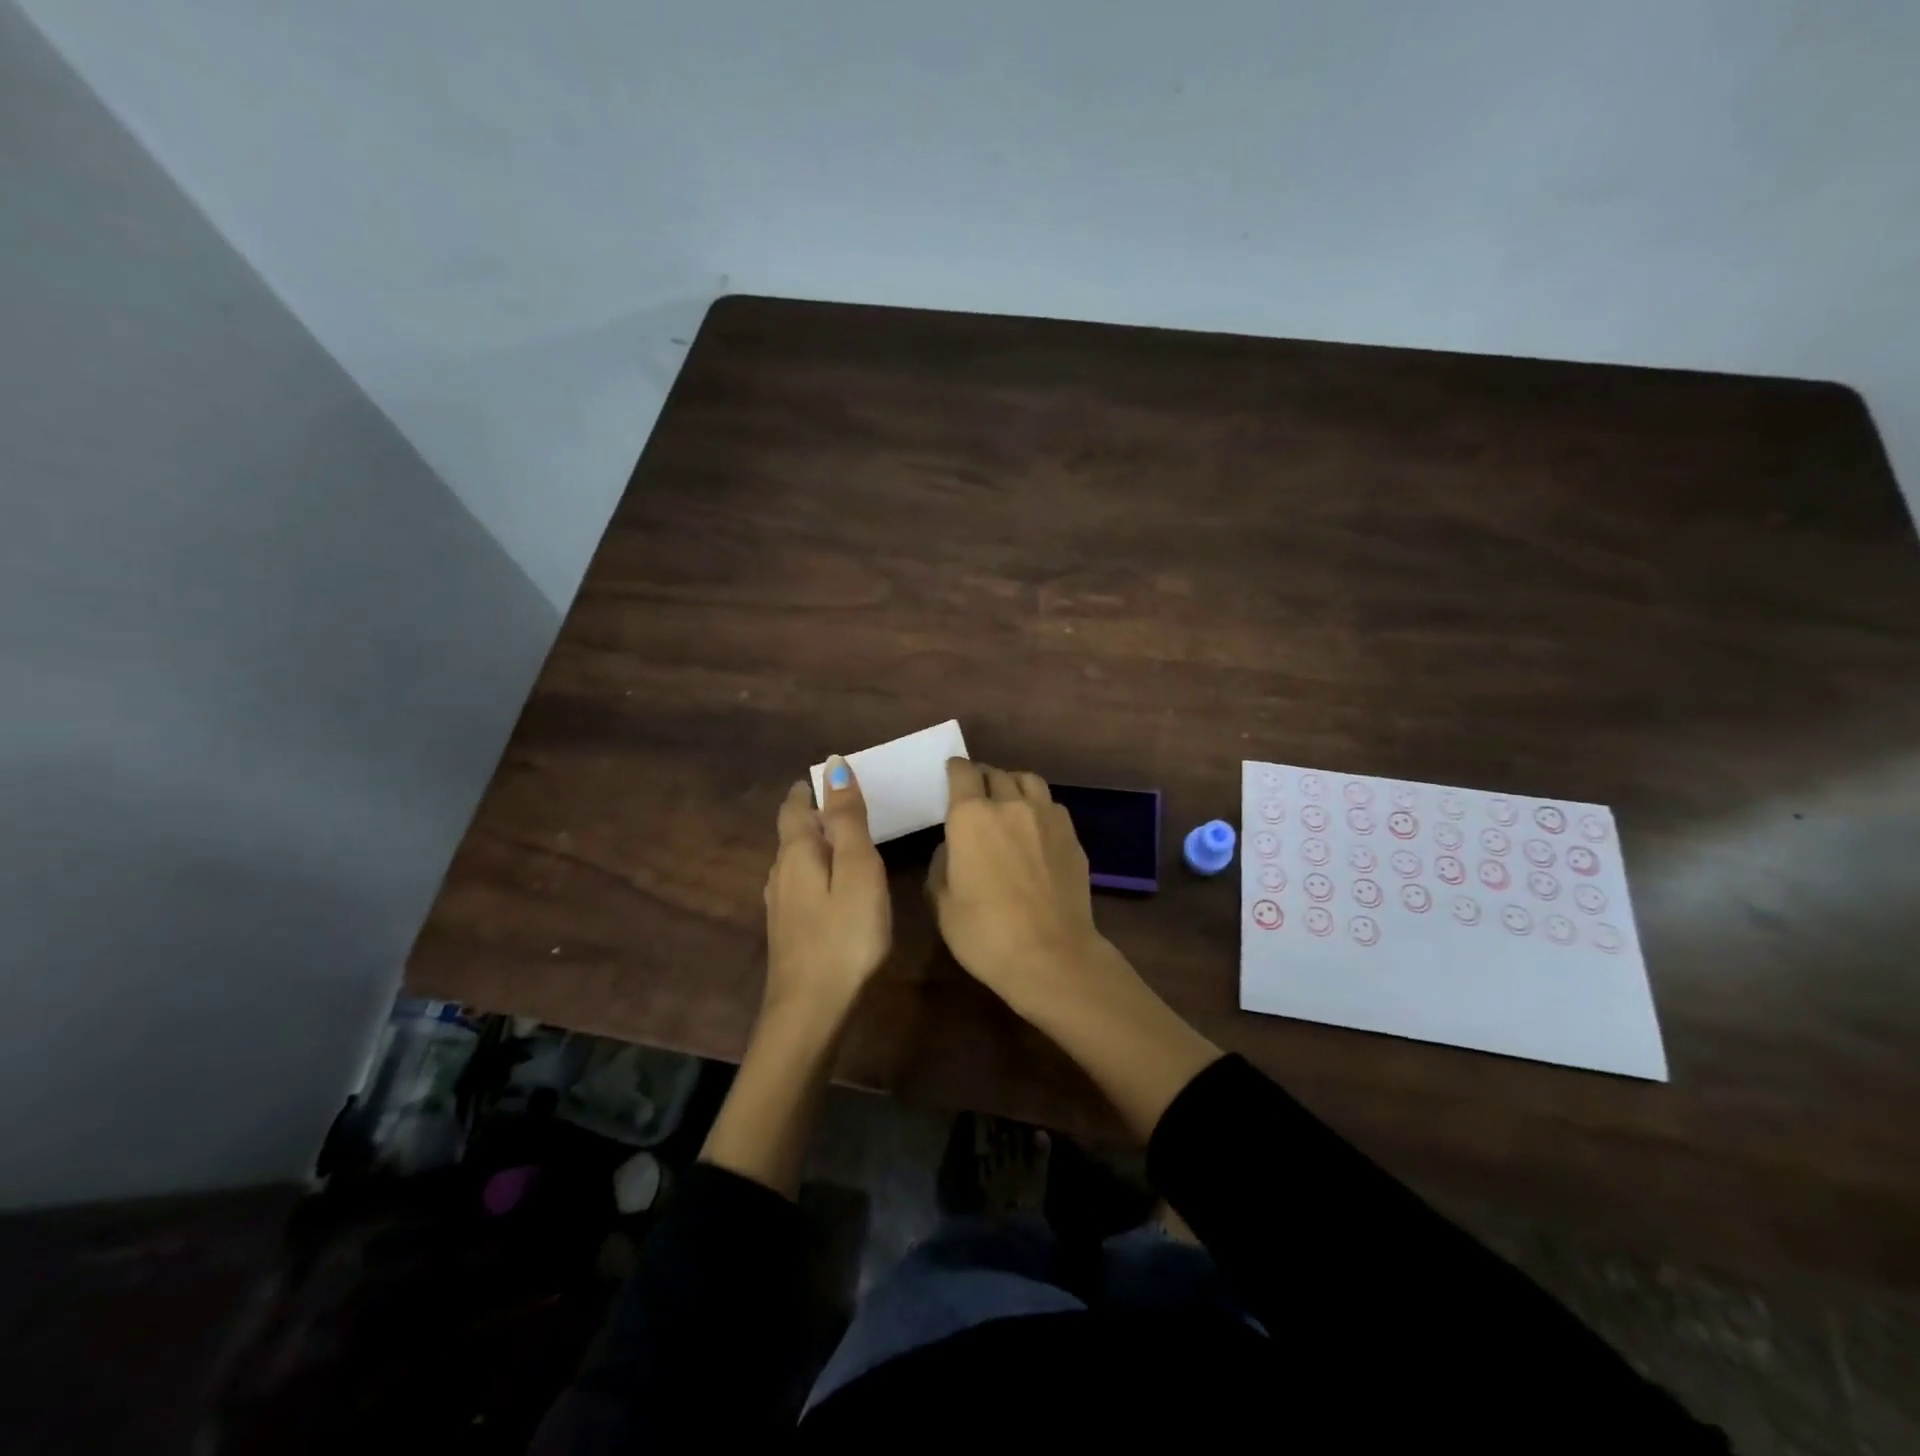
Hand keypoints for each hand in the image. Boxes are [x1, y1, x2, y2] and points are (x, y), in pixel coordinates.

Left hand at [764, 758, 891, 1018]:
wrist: (811, 1010)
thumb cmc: (844, 934)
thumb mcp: (857, 869)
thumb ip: (847, 818)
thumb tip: (833, 764)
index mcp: (797, 852)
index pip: (795, 806)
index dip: (811, 788)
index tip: (832, 776)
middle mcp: (781, 873)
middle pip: (793, 832)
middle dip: (814, 814)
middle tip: (848, 805)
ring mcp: (781, 906)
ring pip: (795, 861)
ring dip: (816, 844)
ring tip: (846, 842)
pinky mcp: (788, 932)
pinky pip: (801, 886)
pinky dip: (818, 872)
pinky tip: (834, 888)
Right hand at [928, 759, 1116, 1017]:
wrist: (1052, 956)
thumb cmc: (985, 933)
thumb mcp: (942, 904)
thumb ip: (942, 864)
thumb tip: (953, 848)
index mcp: (971, 816)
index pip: (962, 772)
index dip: (955, 770)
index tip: (951, 775)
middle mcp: (1010, 805)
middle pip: (995, 773)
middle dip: (982, 778)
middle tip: (976, 794)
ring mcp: (1047, 817)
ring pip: (1028, 781)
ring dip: (1013, 785)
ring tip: (1008, 801)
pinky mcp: (1072, 836)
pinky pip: (1051, 806)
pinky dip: (1038, 808)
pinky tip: (1035, 829)